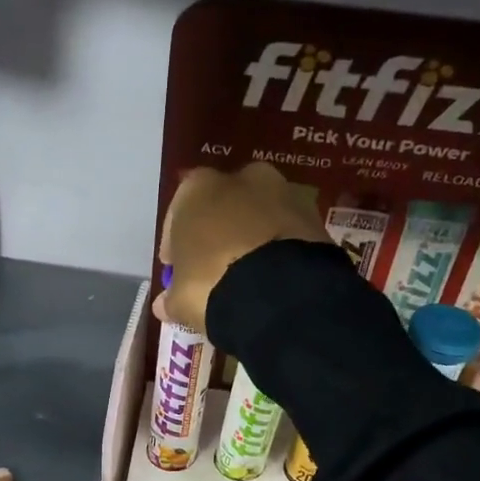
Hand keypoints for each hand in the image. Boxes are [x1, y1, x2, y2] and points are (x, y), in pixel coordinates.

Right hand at [156, 162, 327, 332]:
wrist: (279, 292)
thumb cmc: (212, 285)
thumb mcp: (180, 299)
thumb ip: (171, 297)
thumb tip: (166, 304)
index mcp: (196, 188)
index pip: (177, 217)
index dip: (176, 247)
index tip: (178, 270)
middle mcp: (240, 177)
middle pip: (222, 208)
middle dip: (218, 233)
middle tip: (215, 268)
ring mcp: (281, 191)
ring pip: (257, 216)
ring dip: (251, 237)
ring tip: (249, 274)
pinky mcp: (313, 213)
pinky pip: (285, 231)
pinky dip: (278, 247)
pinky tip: (274, 275)